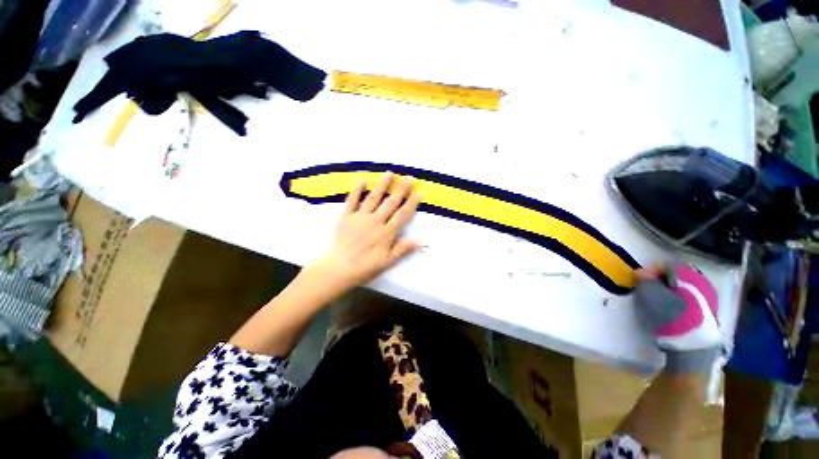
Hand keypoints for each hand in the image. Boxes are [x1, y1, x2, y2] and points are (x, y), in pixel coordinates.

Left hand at [307, 172, 421, 290]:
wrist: (338, 268)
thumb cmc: (364, 267)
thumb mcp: (387, 262)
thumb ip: (402, 249)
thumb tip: (421, 241)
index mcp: (386, 232)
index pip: (403, 214)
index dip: (412, 203)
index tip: (420, 192)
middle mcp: (375, 221)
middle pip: (391, 202)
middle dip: (401, 189)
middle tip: (409, 178)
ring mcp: (360, 217)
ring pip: (373, 198)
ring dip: (382, 185)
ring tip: (390, 174)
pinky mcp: (346, 216)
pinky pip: (352, 201)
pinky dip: (357, 190)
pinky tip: (362, 180)